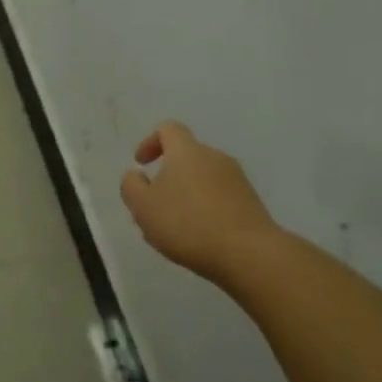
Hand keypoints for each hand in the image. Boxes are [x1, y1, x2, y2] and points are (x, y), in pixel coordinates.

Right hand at [120, 121, 276, 281]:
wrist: (248, 253)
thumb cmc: (187, 223)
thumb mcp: (143, 206)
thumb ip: (131, 186)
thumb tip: (136, 175)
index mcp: (187, 151)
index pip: (168, 129)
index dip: (150, 142)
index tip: (141, 165)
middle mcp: (214, 157)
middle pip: (185, 158)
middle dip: (166, 178)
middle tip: (152, 206)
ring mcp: (236, 179)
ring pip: (201, 181)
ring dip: (184, 197)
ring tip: (172, 229)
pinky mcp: (250, 202)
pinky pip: (218, 198)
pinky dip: (203, 210)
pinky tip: (197, 238)